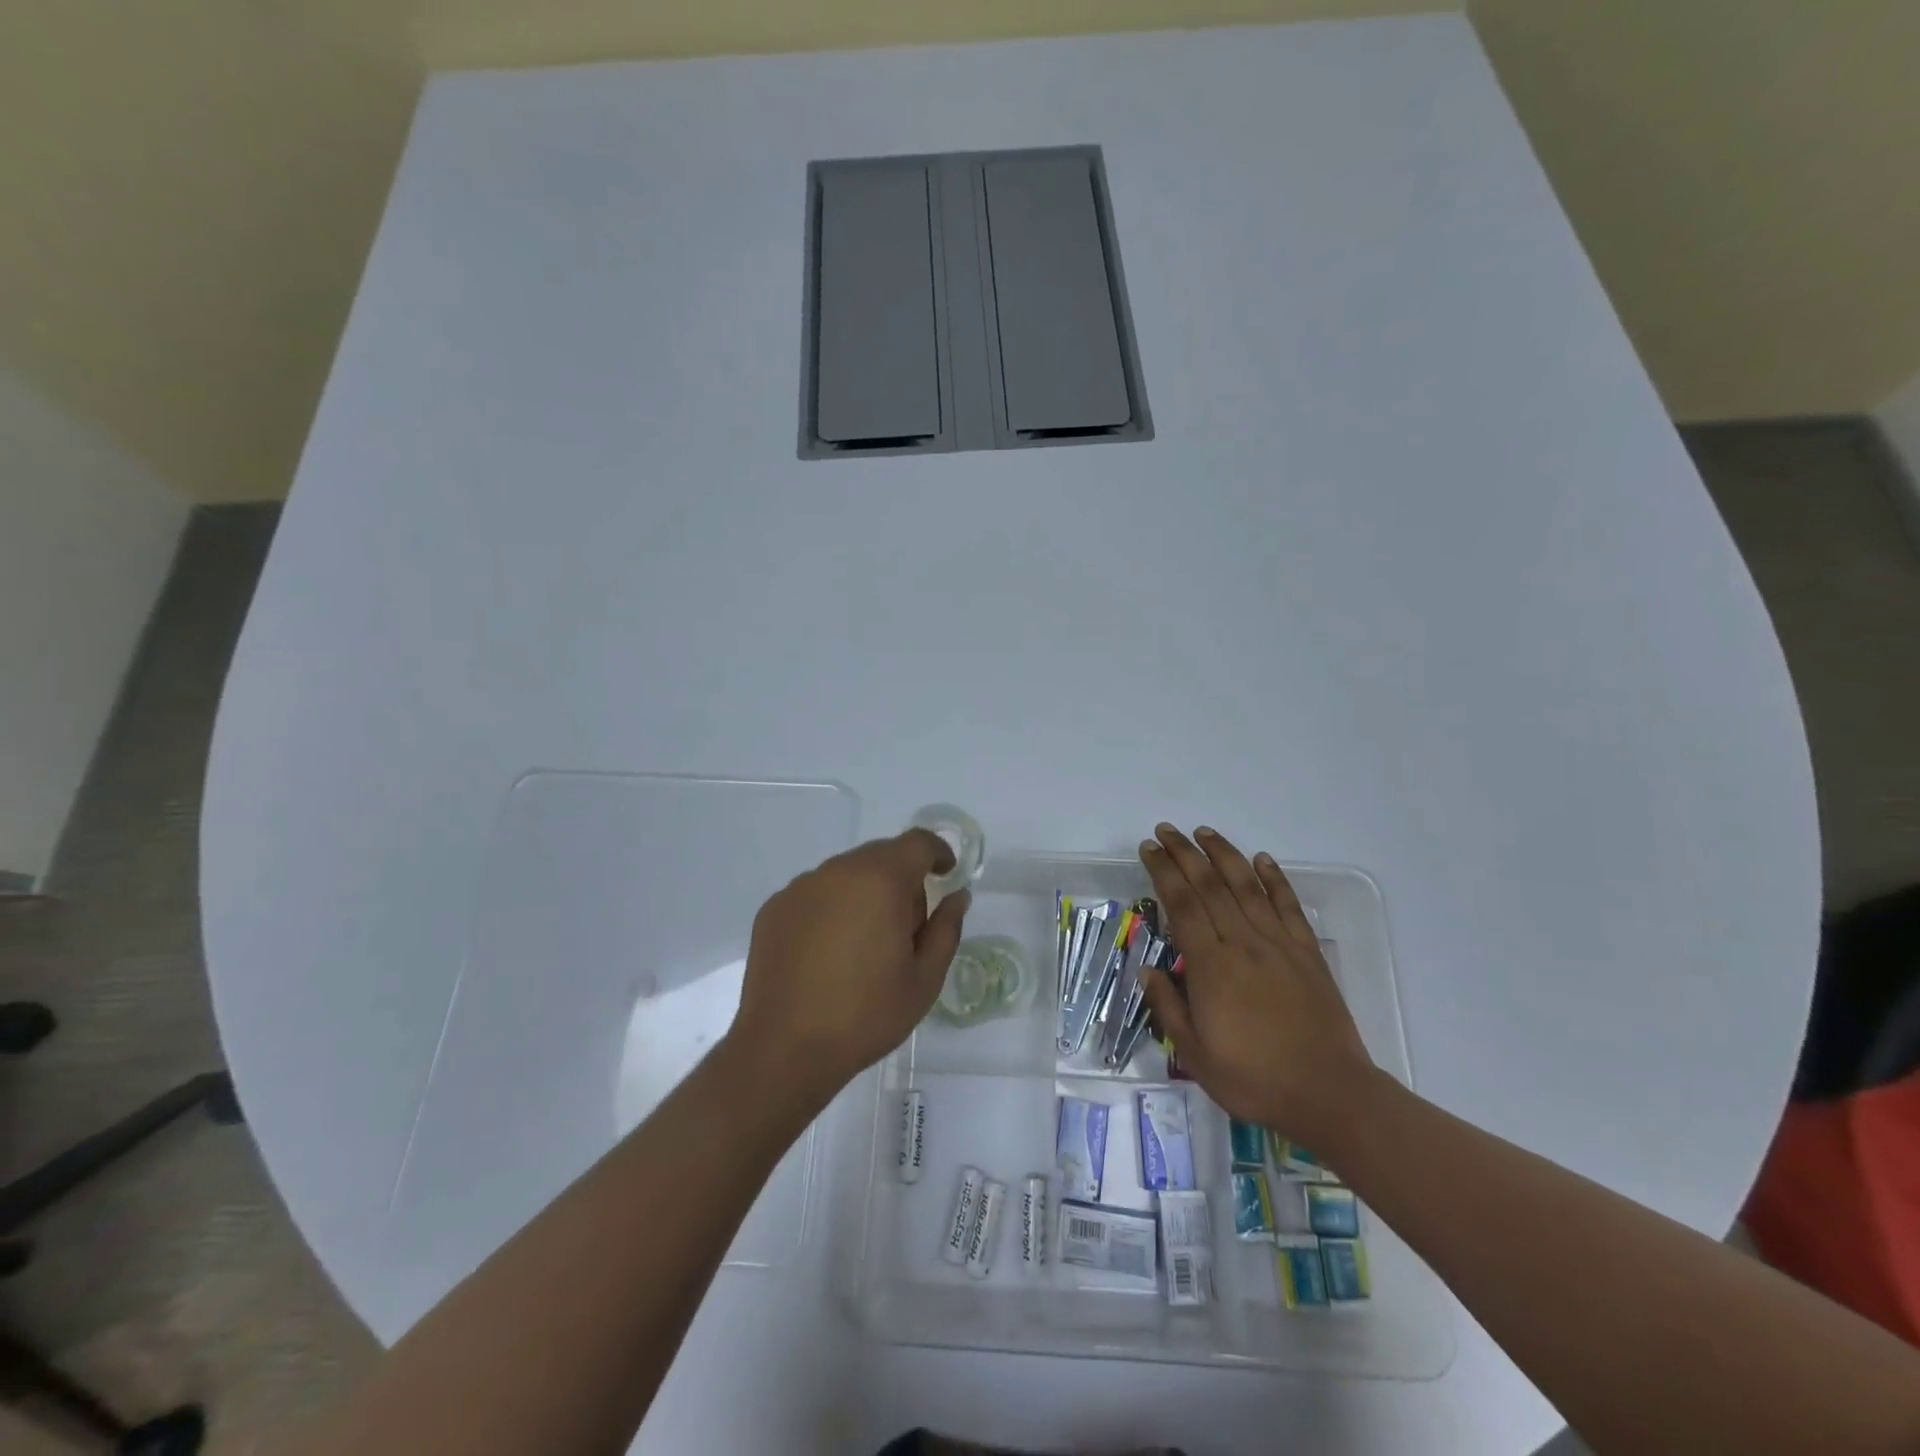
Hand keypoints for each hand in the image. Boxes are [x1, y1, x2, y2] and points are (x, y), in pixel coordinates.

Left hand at [727, 830, 969, 1103]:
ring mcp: (800, 888)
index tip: (944, 877)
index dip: (937, 853)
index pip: (917, 842)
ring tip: (863, 944)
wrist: (784, 1049)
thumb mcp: (924, 979)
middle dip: (901, 878)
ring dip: (864, 892)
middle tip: (906, 926)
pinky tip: (828, 952)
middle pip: (880, 855)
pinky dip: (831, 908)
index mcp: (880, 881)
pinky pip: (816, 893)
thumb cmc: (866, 1015)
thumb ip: (946, 928)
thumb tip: (956, 896)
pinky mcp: (774, 908)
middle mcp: (837, 871)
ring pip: (846, 873)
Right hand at [1137, 824, 1375, 1146]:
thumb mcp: (1195, 1056)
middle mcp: (1243, 943)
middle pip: (1210, 886)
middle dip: (1185, 853)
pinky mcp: (1307, 953)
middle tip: (1166, 830)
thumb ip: (1168, 1008)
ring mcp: (1279, 945)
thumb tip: (1147, 971)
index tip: (1149, 849)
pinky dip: (1275, 879)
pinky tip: (1262, 860)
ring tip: (1204, 832)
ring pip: (1246, 887)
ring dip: (1224, 855)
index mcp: (1211, 966)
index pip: (1181, 904)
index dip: (1163, 872)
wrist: (1330, 1094)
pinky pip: (1289, 906)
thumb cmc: (1255, 1079)